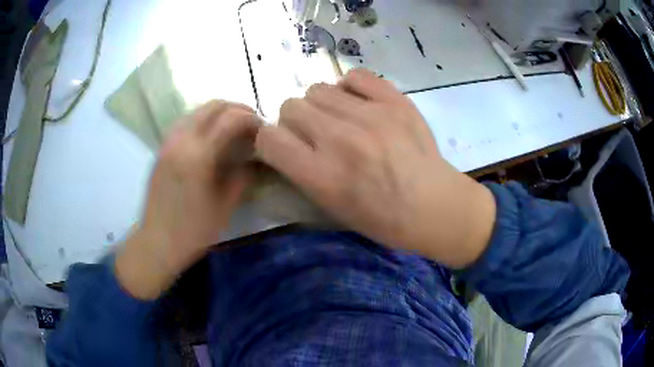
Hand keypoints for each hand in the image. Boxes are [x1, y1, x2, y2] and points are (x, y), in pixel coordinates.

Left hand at [116, 101, 260, 298]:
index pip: (231, 118)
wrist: (157, 243)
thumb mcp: (225, 207)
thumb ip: (243, 176)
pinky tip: (210, 138)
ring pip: (197, 110)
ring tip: (233, 129)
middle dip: (237, 109)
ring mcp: (169, 142)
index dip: (252, 119)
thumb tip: (256, 159)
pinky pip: (185, 122)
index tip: (264, 131)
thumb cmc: (193, 231)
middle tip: (252, 125)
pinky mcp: (162, 148)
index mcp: (199, 155)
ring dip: (219, 112)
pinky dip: (203, 121)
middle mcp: (181, 140)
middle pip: (213, 105)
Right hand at [255, 69, 495, 267]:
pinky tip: (361, 105)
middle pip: (290, 107)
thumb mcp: (331, 209)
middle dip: (295, 122)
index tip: (283, 146)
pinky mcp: (395, 101)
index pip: (269, 138)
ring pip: (317, 89)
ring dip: (321, 106)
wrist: (434, 206)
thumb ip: (300, 173)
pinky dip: (350, 88)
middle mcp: (340, 140)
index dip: (270, 141)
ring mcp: (370, 116)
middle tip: (315, 135)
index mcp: (322, 176)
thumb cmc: (382, 218)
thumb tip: (285, 140)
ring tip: (341, 119)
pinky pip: (354, 77)